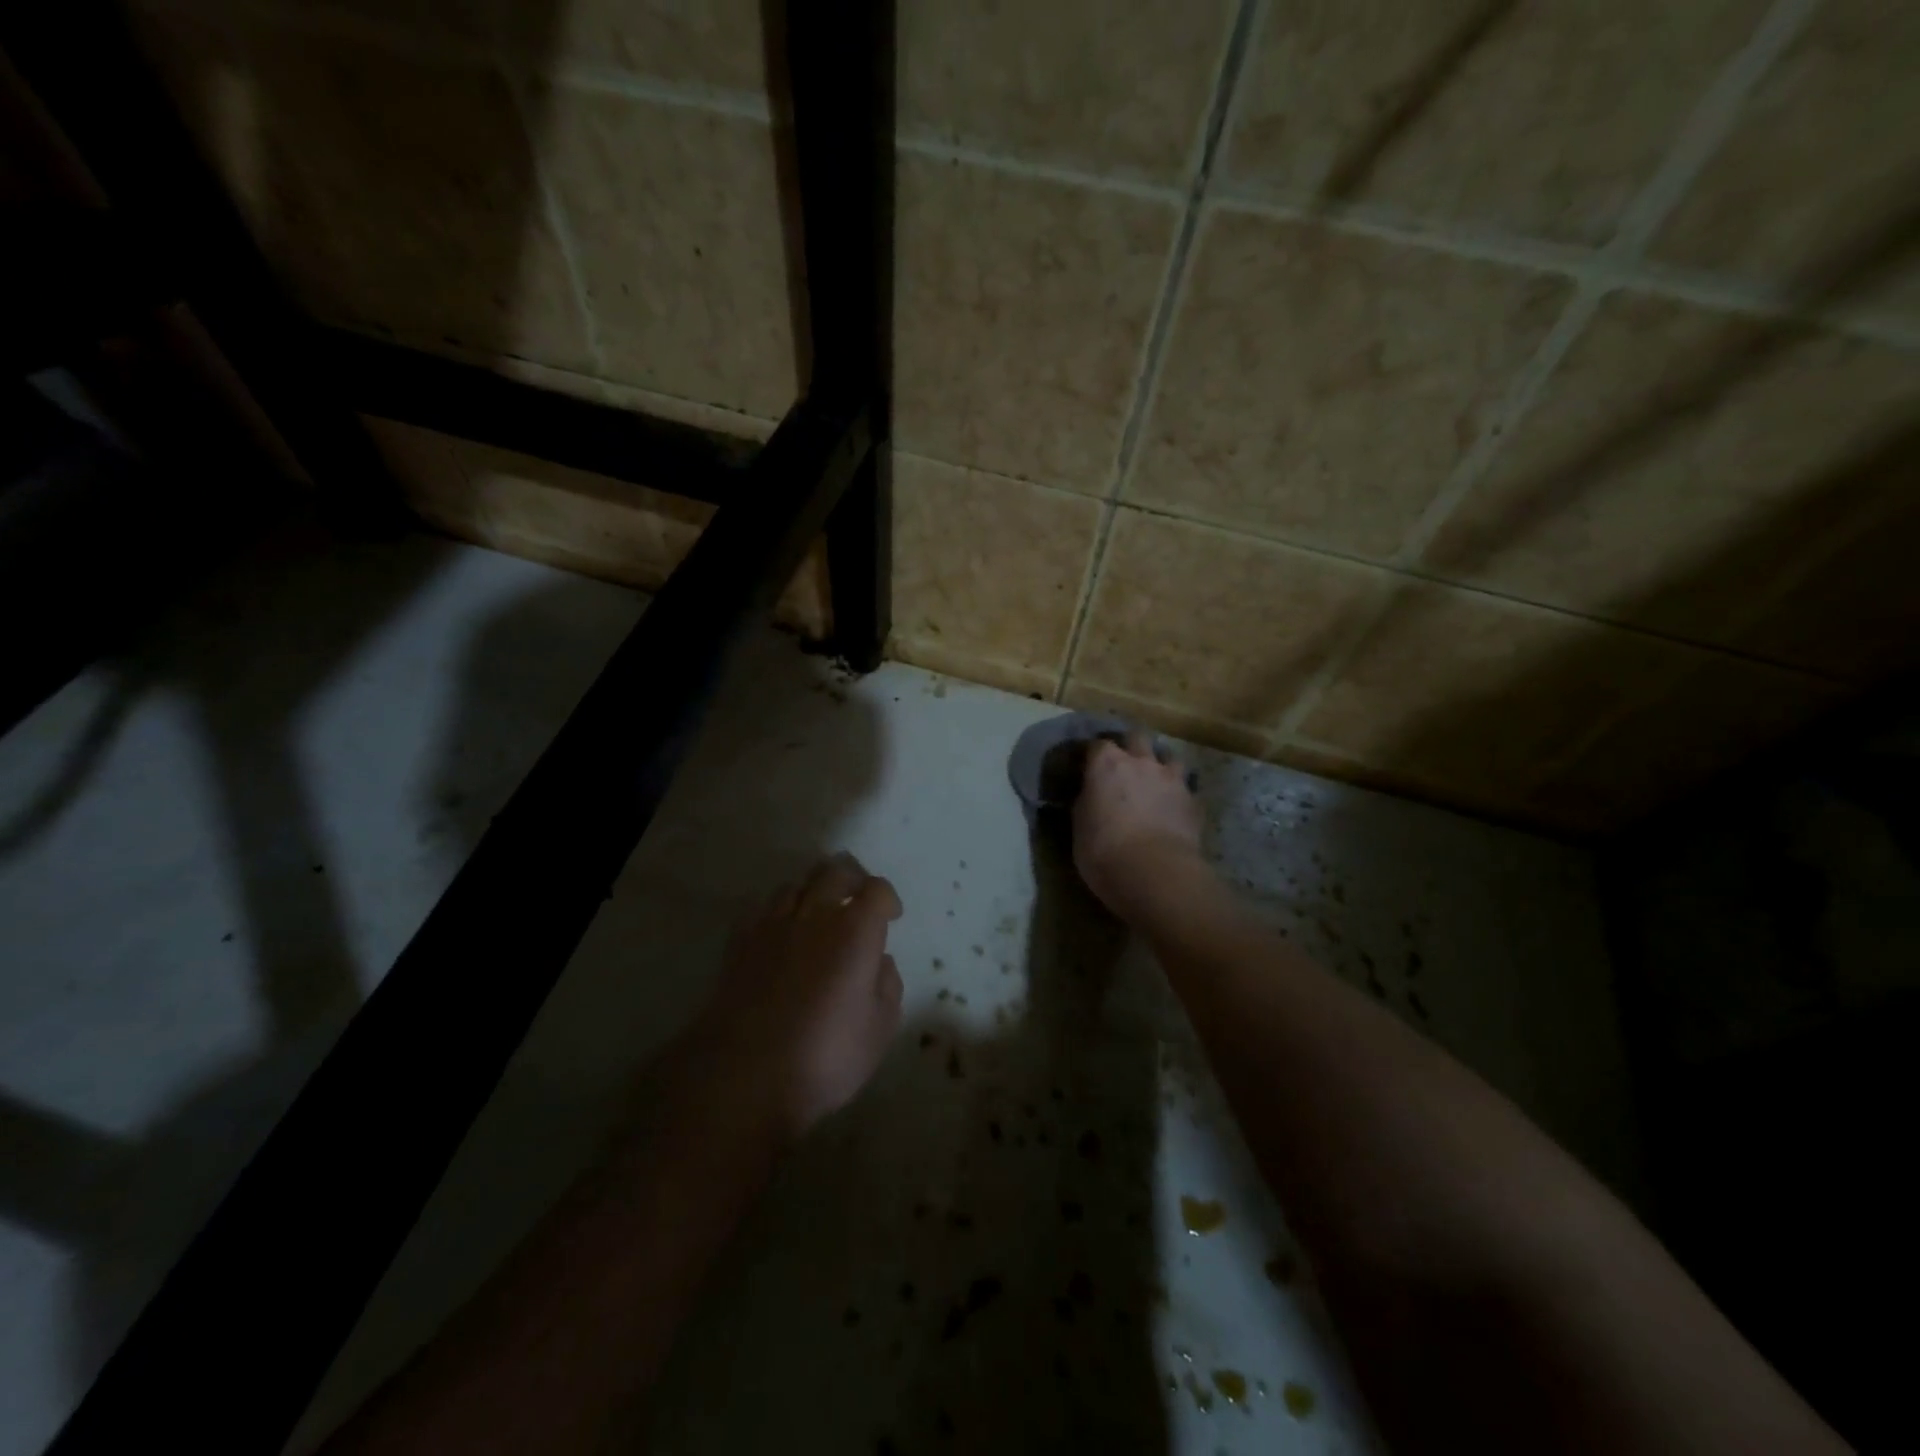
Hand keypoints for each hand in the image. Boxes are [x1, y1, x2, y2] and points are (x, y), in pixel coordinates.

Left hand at [680, 853, 903, 1141]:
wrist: (745, 1075)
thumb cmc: (825, 1055)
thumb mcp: (879, 1029)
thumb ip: (887, 986)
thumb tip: (879, 962)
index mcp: (855, 930)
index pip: (876, 890)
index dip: (887, 899)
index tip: (891, 917)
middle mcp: (815, 914)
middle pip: (835, 871)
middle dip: (852, 878)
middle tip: (858, 898)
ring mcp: (773, 925)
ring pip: (796, 885)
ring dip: (813, 892)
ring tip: (818, 914)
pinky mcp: (740, 942)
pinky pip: (762, 908)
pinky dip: (778, 912)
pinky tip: (781, 932)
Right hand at [1073, 735, 1202, 913]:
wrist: (1154, 873)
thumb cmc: (1103, 850)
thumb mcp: (1080, 825)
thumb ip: (1086, 802)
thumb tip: (1088, 796)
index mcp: (1106, 764)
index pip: (1096, 745)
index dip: (1092, 755)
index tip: (1087, 766)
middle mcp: (1140, 761)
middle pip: (1136, 737)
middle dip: (1130, 746)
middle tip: (1124, 765)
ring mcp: (1171, 778)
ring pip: (1169, 756)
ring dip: (1160, 765)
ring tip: (1155, 781)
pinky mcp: (1193, 800)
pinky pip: (1186, 787)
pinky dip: (1178, 793)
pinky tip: (1173, 807)